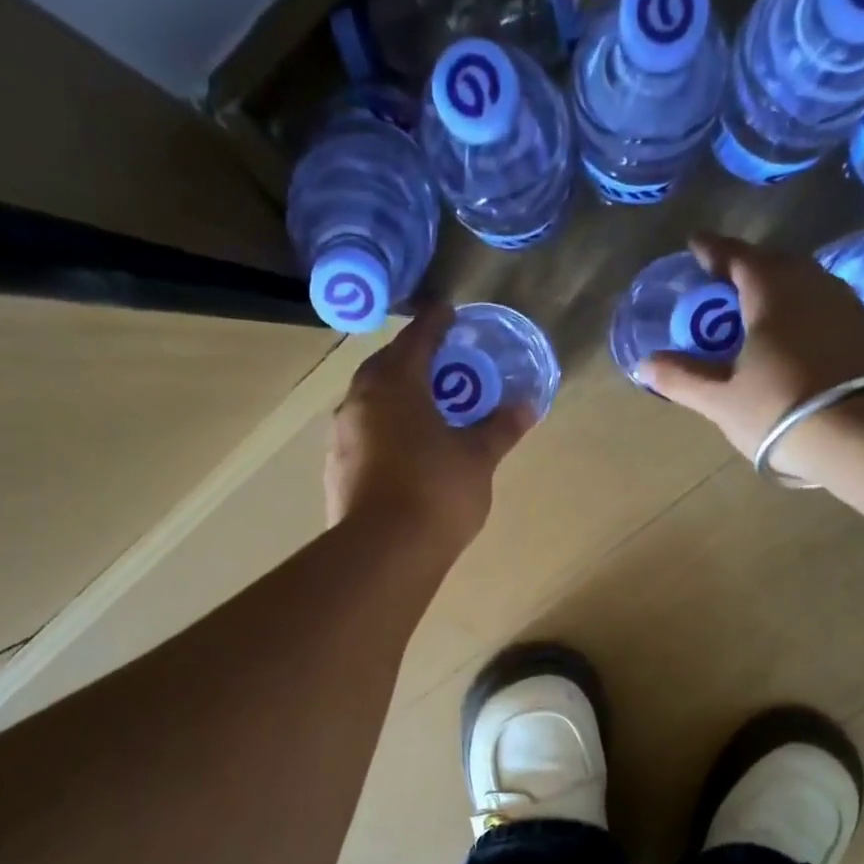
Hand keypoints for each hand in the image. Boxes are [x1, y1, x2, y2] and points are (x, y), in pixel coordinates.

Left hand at [325, 304, 532, 554]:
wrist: (384, 552)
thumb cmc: (437, 491)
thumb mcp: (478, 458)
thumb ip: (500, 428)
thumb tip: (527, 405)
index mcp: (395, 383)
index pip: (418, 338)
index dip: (436, 323)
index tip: (449, 311)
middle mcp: (359, 400)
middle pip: (387, 366)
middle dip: (413, 360)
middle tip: (440, 364)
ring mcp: (342, 436)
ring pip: (370, 402)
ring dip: (395, 397)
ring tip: (422, 409)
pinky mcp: (336, 469)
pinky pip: (364, 434)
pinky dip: (384, 430)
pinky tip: (401, 451)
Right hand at [638, 232, 863, 468]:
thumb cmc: (781, 409)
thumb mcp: (722, 400)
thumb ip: (683, 378)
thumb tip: (646, 364)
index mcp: (771, 290)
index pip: (736, 256)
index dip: (712, 249)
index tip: (695, 244)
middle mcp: (812, 284)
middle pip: (774, 264)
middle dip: (746, 267)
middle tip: (724, 281)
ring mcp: (845, 306)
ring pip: (804, 284)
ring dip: (777, 289)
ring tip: (758, 308)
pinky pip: (824, 307)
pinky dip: (802, 312)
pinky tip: (795, 336)